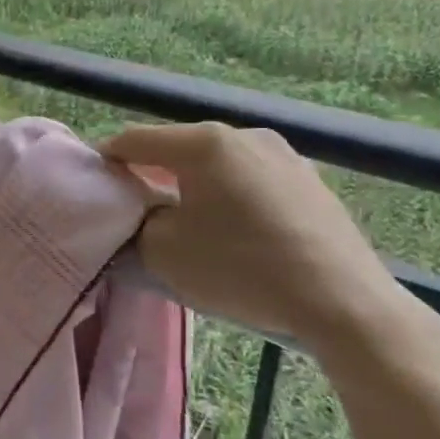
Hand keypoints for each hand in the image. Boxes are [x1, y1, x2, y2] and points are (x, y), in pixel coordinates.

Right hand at [100, 123, 431, 361]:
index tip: (96, 182)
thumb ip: (137, 223)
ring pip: (217, 163)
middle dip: (152, 172)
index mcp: (205, 143)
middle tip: (136, 205)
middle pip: (178, 147)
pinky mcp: (310, 181)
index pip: (136, 140)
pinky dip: (229, 194)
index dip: (108, 159)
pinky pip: (251, 179)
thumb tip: (144, 214)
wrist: (343, 303)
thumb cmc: (242, 269)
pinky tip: (233, 229)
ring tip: (186, 219)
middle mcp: (245, 135)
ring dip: (193, 184)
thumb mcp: (164, 251)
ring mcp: (284, 155)